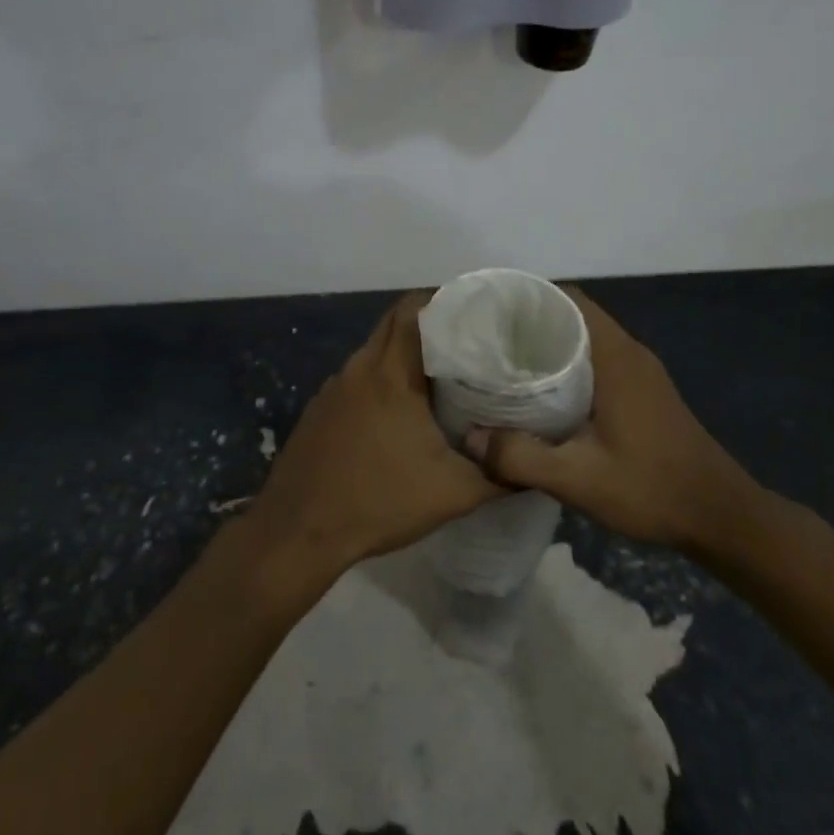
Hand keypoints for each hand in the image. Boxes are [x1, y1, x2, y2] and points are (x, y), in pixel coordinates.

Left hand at [246, 293, 501, 574]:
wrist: (299, 532)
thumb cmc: (379, 502)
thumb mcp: (453, 493)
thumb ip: (499, 474)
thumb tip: (534, 465)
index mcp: (390, 374)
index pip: (412, 310)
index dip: (443, 302)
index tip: (474, 313)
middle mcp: (358, 368)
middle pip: (393, 324)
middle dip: (428, 325)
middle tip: (466, 343)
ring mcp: (333, 388)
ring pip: (373, 352)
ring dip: (402, 355)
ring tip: (440, 375)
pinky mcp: (319, 409)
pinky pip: (357, 378)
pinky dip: (380, 380)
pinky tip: (398, 412)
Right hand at [489, 288, 768, 557]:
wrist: (721, 517)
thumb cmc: (652, 488)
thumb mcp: (579, 479)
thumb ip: (521, 457)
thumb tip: (470, 438)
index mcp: (616, 356)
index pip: (569, 299)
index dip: (529, 299)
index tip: (492, 315)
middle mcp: (629, 353)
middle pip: (574, 317)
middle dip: (530, 325)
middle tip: (487, 345)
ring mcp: (640, 373)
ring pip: (585, 341)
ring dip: (548, 348)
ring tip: (505, 367)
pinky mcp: (644, 393)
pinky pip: (597, 363)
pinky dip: (567, 368)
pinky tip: (542, 398)